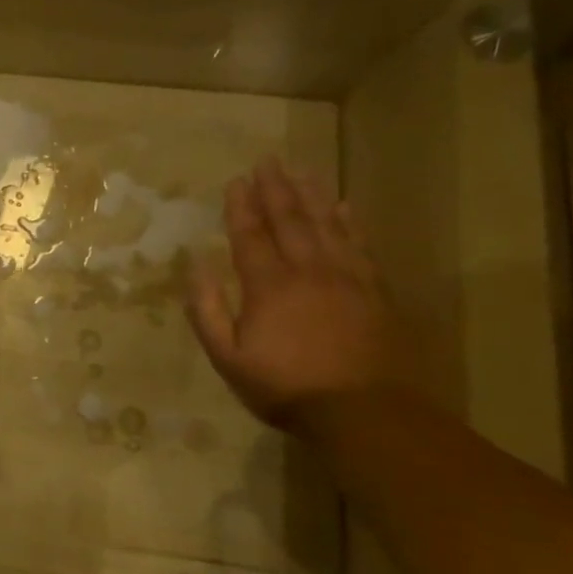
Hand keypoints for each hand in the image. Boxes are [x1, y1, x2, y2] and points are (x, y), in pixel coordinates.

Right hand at [186, 158, 409, 432]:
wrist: (364, 412)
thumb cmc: (284, 387)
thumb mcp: (228, 358)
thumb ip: (208, 311)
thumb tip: (196, 267)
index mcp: (269, 286)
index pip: (250, 236)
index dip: (240, 207)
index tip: (235, 180)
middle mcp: (308, 271)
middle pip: (290, 220)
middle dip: (275, 189)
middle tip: (268, 161)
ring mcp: (347, 278)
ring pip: (327, 225)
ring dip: (312, 195)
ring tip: (302, 169)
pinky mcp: (375, 291)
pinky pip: (360, 245)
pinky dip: (350, 222)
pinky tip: (345, 205)